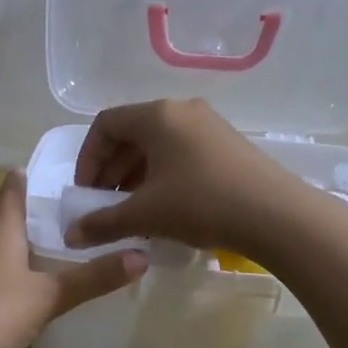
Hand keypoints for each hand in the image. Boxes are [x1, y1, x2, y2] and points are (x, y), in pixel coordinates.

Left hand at [0, 171, 146, 347]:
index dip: (33, 177)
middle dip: (26, 212)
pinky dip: (4, 267)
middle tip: (63, 220)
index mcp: (0, 226)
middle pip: (0, 212)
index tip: (62, 178)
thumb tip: (142, 256)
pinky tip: (22, 286)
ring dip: (14, 241)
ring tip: (48, 251)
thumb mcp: (50, 296)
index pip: (14, 187)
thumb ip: (94, 277)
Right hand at [64, 98, 303, 255]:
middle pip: (131, 134)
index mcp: (157, 115)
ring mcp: (209, 126)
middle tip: (104, 206)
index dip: (87, 159)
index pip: (105, 124)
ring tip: (133, 212)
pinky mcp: (228, 146)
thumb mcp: (145, 215)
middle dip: (111, 171)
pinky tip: (165, 209)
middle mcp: (182, 111)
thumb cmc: (201, 204)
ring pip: (158, 146)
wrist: (276, 216)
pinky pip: (181, 154)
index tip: (85, 193)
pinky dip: (162, 177)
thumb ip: (102, 223)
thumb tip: (71, 236)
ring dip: (135, 177)